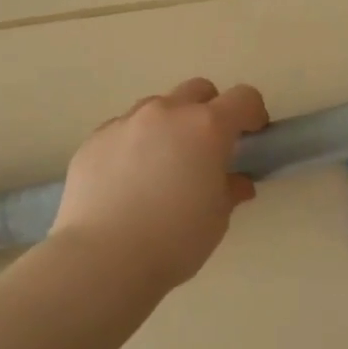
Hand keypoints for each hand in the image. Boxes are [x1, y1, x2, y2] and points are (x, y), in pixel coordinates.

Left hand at [48, 78, 270, 294]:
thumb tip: (236, 182)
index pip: (243, 98)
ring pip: (156, 107)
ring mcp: (125, 122)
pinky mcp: (94, 139)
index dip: (253, 113)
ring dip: (169, 125)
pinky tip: (128, 180)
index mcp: (206, 127)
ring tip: (163, 165)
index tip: (253, 136)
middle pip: (198, 91)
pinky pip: (123, 130)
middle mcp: (166, 113)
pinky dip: (134, 144)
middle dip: (210, 110)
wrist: (103, 257)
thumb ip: (230, 190)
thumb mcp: (217, 218)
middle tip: (207, 148)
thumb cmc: (174, 239)